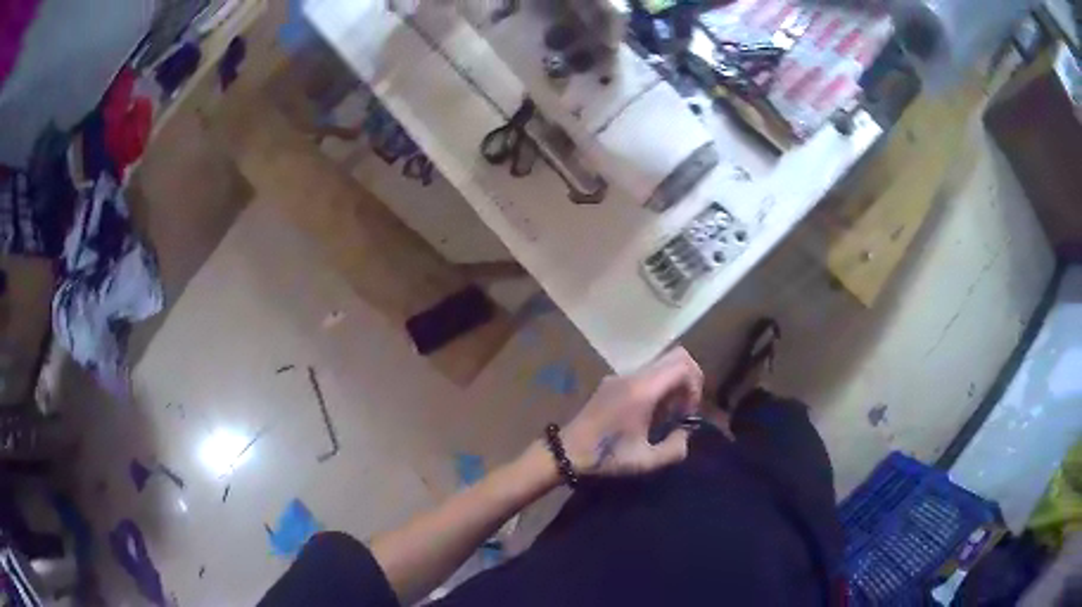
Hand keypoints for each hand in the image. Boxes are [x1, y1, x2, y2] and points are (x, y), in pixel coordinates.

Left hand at [560, 348, 703, 476]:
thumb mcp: (645, 461)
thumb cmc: (606, 456)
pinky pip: (644, 374)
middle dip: (688, 380)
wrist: (566, 451)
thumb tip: (685, 433)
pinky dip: (656, 386)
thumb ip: (674, 449)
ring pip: (659, 364)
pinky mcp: (611, 382)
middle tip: (683, 409)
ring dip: (671, 384)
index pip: (683, 365)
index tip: (689, 411)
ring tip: (665, 415)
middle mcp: (633, 375)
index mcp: (643, 390)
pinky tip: (647, 415)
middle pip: (675, 356)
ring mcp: (620, 376)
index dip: (696, 384)